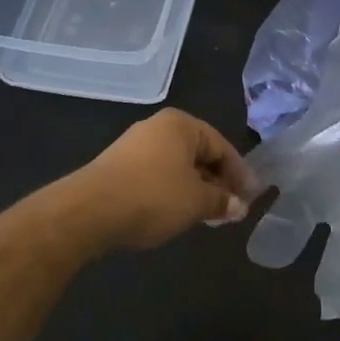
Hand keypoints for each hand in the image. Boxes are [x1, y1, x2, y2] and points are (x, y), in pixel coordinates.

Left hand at [75, 109, 258, 250]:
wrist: (87, 212)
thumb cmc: (152, 196)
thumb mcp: (196, 202)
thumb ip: (222, 201)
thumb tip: (239, 207)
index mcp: (181, 125)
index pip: (222, 147)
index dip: (240, 174)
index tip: (252, 197)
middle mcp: (158, 128)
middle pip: (199, 154)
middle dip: (218, 182)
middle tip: (232, 209)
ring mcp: (134, 146)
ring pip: (178, 167)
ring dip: (196, 189)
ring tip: (208, 215)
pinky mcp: (117, 167)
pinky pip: (157, 175)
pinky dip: (173, 192)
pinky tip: (178, 213)